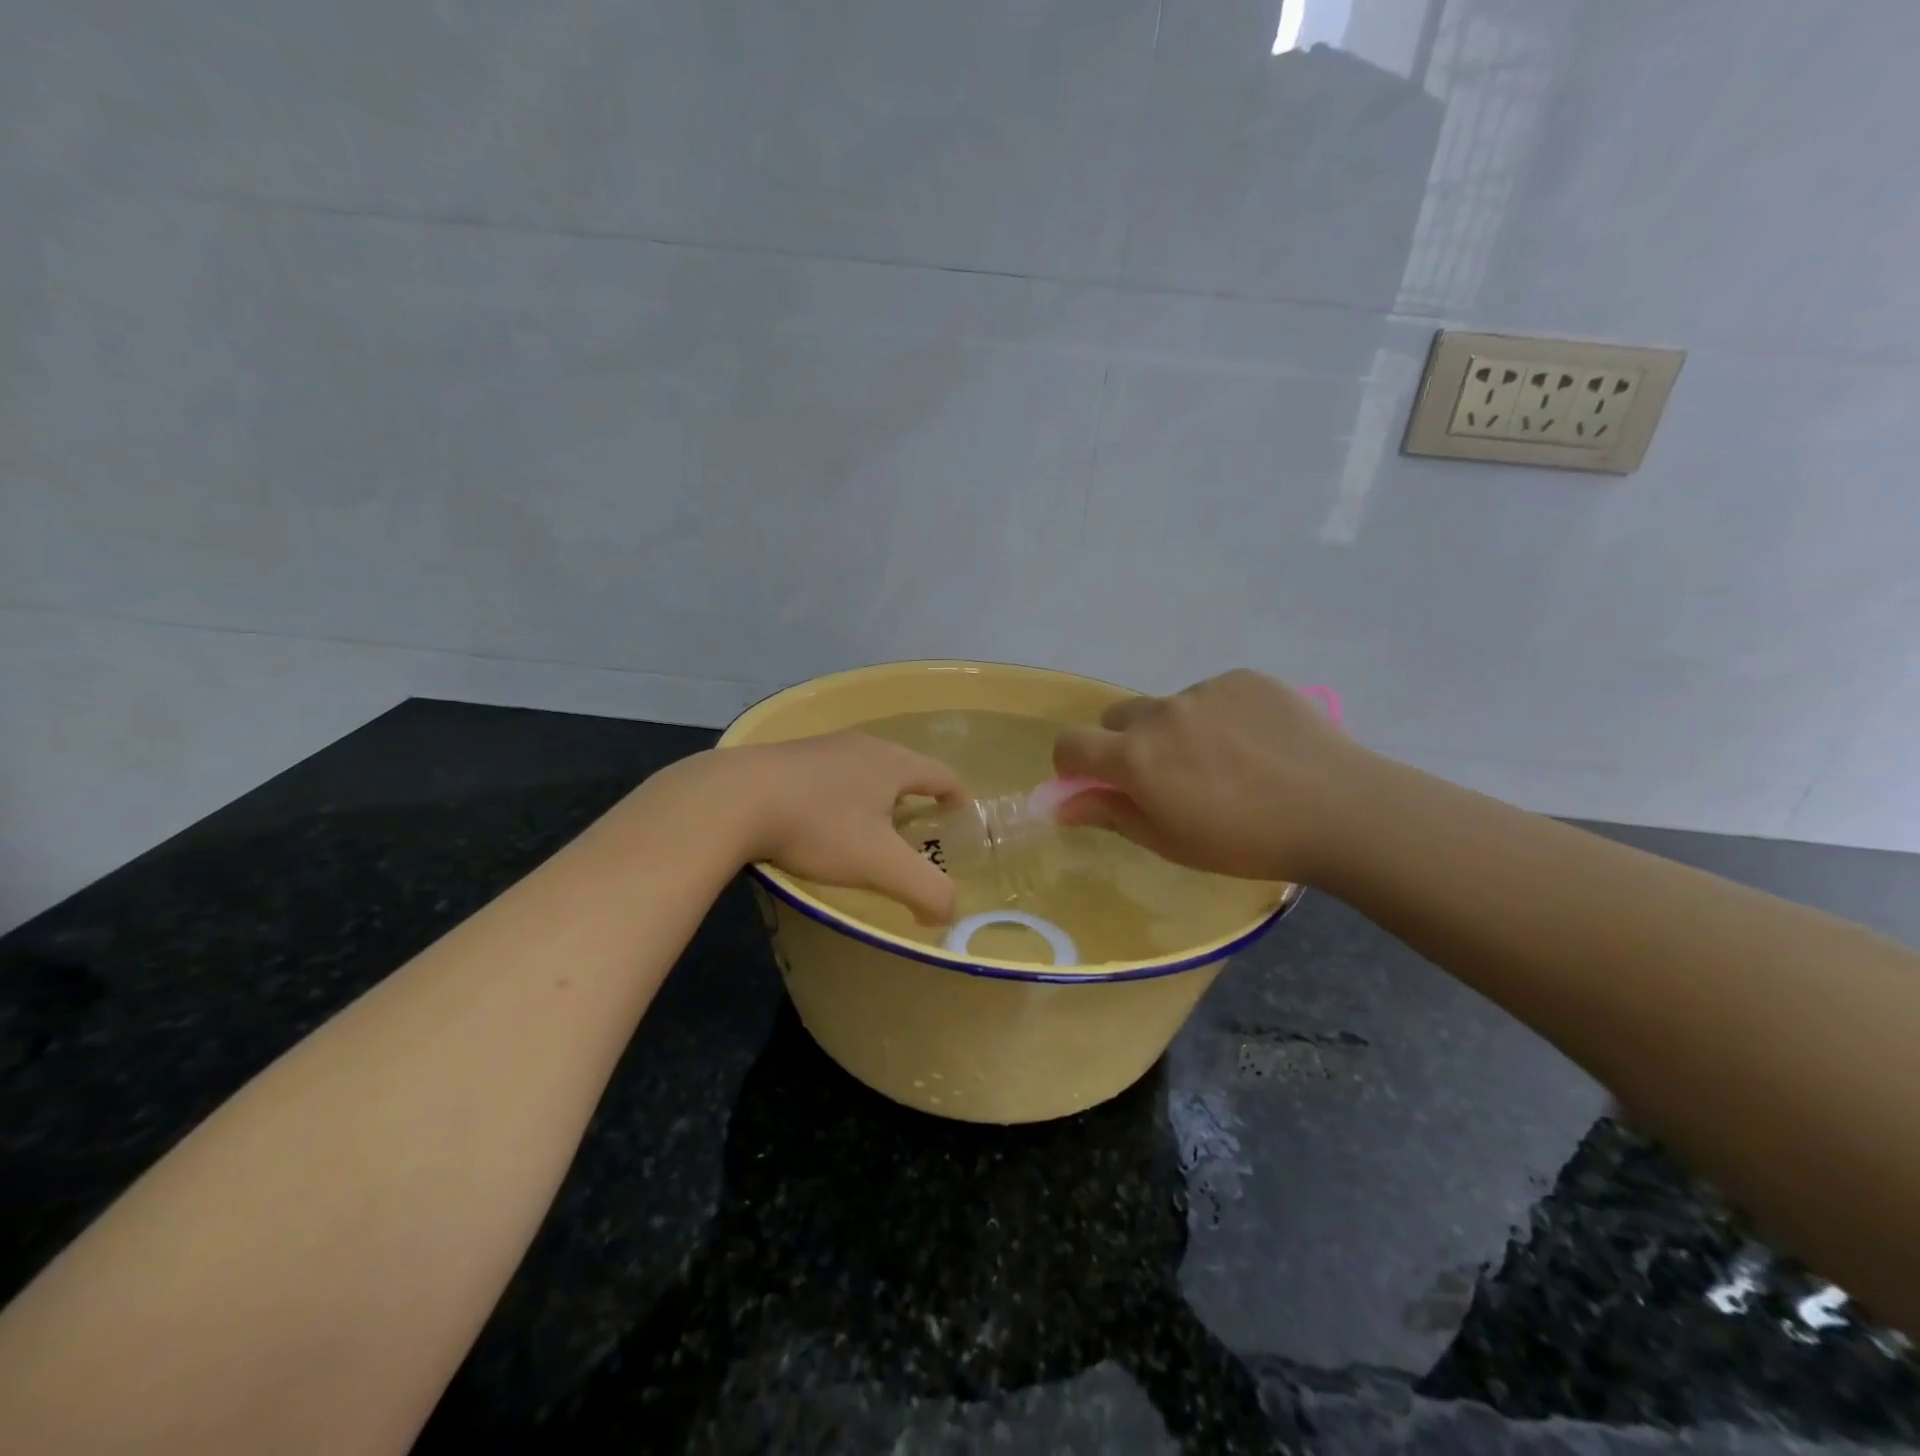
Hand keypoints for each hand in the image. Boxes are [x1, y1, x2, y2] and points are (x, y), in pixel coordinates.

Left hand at [719, 734, 964, 922]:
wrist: (733, 798)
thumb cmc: (819, 826)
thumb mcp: (880, 865)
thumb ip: (925, 890)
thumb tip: (947, 913)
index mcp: (893, 763)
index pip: (942, 774)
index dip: (957, 797)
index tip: (961, 817)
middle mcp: (862, 746)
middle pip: (904, 768)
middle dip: (916, 798)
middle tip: (918, 831)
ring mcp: (822, 748)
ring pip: (864, 770)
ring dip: (876, 796)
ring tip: (871, 829)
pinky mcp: (788, 758)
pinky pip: (831, 775)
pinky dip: (841, 796)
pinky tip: (823, 821)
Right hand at [1051, 669, 1365, 883]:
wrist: (1340, 809)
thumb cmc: (1246, 841)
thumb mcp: (1170, 841)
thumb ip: (1110, 814)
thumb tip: (1061, 805)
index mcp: (1135, 757)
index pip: (1071, 744)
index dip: (1072, 763)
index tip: (1092, 782)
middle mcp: (1161, 713)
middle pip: (1117, 718)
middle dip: (1125, 744)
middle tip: (1167, 777)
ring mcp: (1204, 689)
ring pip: (1169, 707)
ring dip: (1177, 730)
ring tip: (1227, 763)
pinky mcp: (1243, 678)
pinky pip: (1213, 694)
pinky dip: (1219, 716)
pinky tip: (1256, 744)